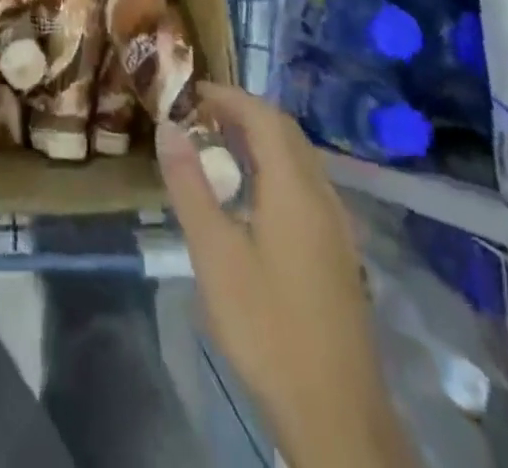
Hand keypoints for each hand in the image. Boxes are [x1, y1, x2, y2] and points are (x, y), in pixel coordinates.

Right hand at [159, 85, 411, 467]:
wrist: (336, 414)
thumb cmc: (267, 327)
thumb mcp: (214, 254)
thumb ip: (190, 185)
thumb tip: (168, 128)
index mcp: (294, 187)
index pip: (262, 116)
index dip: (228, 96)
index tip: (191, 92)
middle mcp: (322, 194)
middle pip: (285, 130)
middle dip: (244, 111)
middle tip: (201, 114)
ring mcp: (336, 224)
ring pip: (299, 157)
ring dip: (261, 138)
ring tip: (219, 145)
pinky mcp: (338, 251)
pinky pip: (306, 183)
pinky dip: (276, 166)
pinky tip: (252, 194)